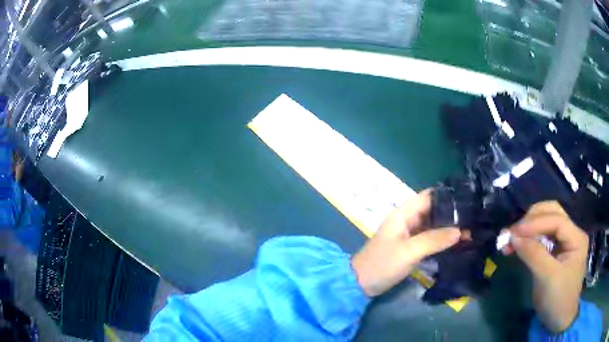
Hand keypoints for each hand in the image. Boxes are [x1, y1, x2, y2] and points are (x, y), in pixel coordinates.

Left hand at [351, 190, 461, 296]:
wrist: (361, 283)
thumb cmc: (383, 264)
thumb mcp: (409, 251)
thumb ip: (434, 240)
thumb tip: (460, 231)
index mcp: (404, 213)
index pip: (429, 196)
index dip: (447, 196)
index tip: (468, 199)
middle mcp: (407, 219)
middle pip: (433, 210)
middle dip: (452, 213)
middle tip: (473, 216)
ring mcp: (409, 233)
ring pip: (433, 224)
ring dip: (448, 227)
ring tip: (470, 227)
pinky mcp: (411, 246)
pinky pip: (429, 238)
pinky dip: (441, 238)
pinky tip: (456, 242)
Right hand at [505, 201, 588, 332]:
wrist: (559, 320)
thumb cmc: (558, 300)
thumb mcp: (547, 279)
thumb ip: (534, 255)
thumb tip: (513, 237)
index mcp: (576, 237)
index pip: (557, 220)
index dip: (536, 223)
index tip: (514, 232)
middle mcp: (572, 233)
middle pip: (553, 212)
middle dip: (532, 219)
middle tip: (513, 231)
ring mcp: (565, 241)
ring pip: (547, 222)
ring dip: (529, 227)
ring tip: (512, 237)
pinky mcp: (556, 251)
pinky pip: (543, 237)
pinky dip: (530, 238)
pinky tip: (519, 244)